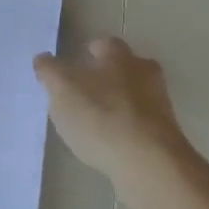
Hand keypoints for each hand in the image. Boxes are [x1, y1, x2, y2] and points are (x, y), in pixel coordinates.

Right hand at [34, 39, 198, 208]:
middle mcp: (145, 75)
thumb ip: (50, 71)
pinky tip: (111, 142)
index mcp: (120, 57)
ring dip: (120, 103)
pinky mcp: (165, 136)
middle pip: (127, 68)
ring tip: (95, 121)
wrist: (149, 163)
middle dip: (109, 75)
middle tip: (86, 90)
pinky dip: (128, 128)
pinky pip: (142, 124)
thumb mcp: (62, 90)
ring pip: (136, 96)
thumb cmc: (100, 117)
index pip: (105, 44)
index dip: (89, 52)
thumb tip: (43, 58)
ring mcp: (160, 106)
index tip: (75, 63)